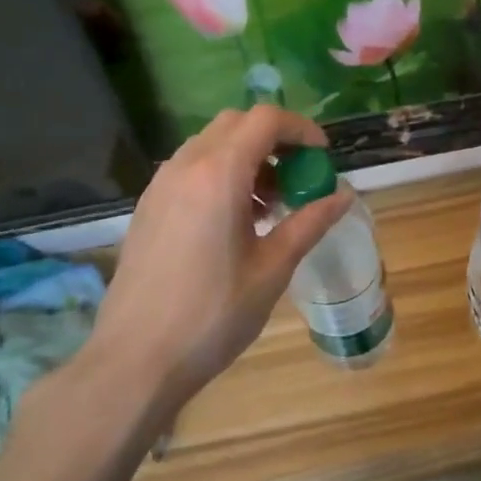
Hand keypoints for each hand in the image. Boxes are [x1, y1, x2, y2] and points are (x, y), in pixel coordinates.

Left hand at [76, 106, 351, 420]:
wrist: (136, 360)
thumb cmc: (213, 314)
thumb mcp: (273, 268)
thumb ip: (310, 222)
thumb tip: (344, 195)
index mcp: (218, 174)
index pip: (265, 121)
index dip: (301, 129)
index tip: (322, 156)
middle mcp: (185, 167)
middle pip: (236, 124)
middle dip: (274, 139)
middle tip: (299, 175)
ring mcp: (160, 185)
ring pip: (210, 144)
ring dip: (247, 156)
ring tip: (270, 203)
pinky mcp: (147, 207)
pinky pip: (190, 168)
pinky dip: (221, 173)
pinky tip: (234, 219)